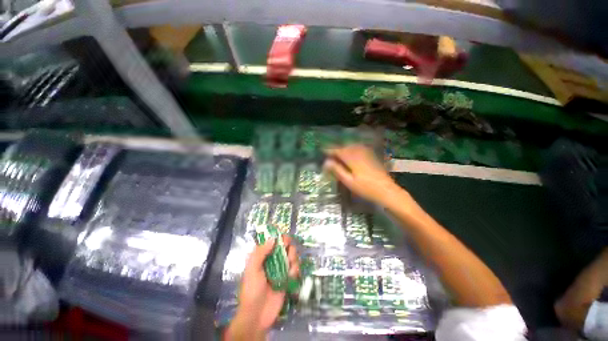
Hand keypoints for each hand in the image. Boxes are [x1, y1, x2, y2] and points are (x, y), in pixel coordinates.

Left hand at [225, 235, 298, 339]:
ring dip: (293, 258)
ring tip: (290, 267)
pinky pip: (295, 268)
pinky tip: (291, 276)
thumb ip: (261, 252)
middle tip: (288, 252)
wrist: (257, 315)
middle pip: (285, 246)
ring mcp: (281, 269)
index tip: (283, 238)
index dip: (279, 236)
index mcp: (262, 256)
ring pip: (292, 255)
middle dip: (289, 246)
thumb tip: (273, 238)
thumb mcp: (252, 269)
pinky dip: (295, 269)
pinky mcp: (288, 278)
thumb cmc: (252, 290)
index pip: (272, 240)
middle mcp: (273, 260)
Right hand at [324, 144, 403, 206]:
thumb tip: (326, 162)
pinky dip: (351, 149)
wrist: (386, 190)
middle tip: (328, 154)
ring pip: (352, 146)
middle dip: (336, 149)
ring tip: (337, 154)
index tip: (322, 151)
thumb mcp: (349, 181)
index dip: (329, 150)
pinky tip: (350, 153)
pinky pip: (358, 148)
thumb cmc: (366, 188)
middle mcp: (359, 152)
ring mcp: (366, 153)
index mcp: (352, 158)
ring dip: (343, 148)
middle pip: (345, 147)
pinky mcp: (371, 155)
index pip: (338, 150)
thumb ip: (337, 170)